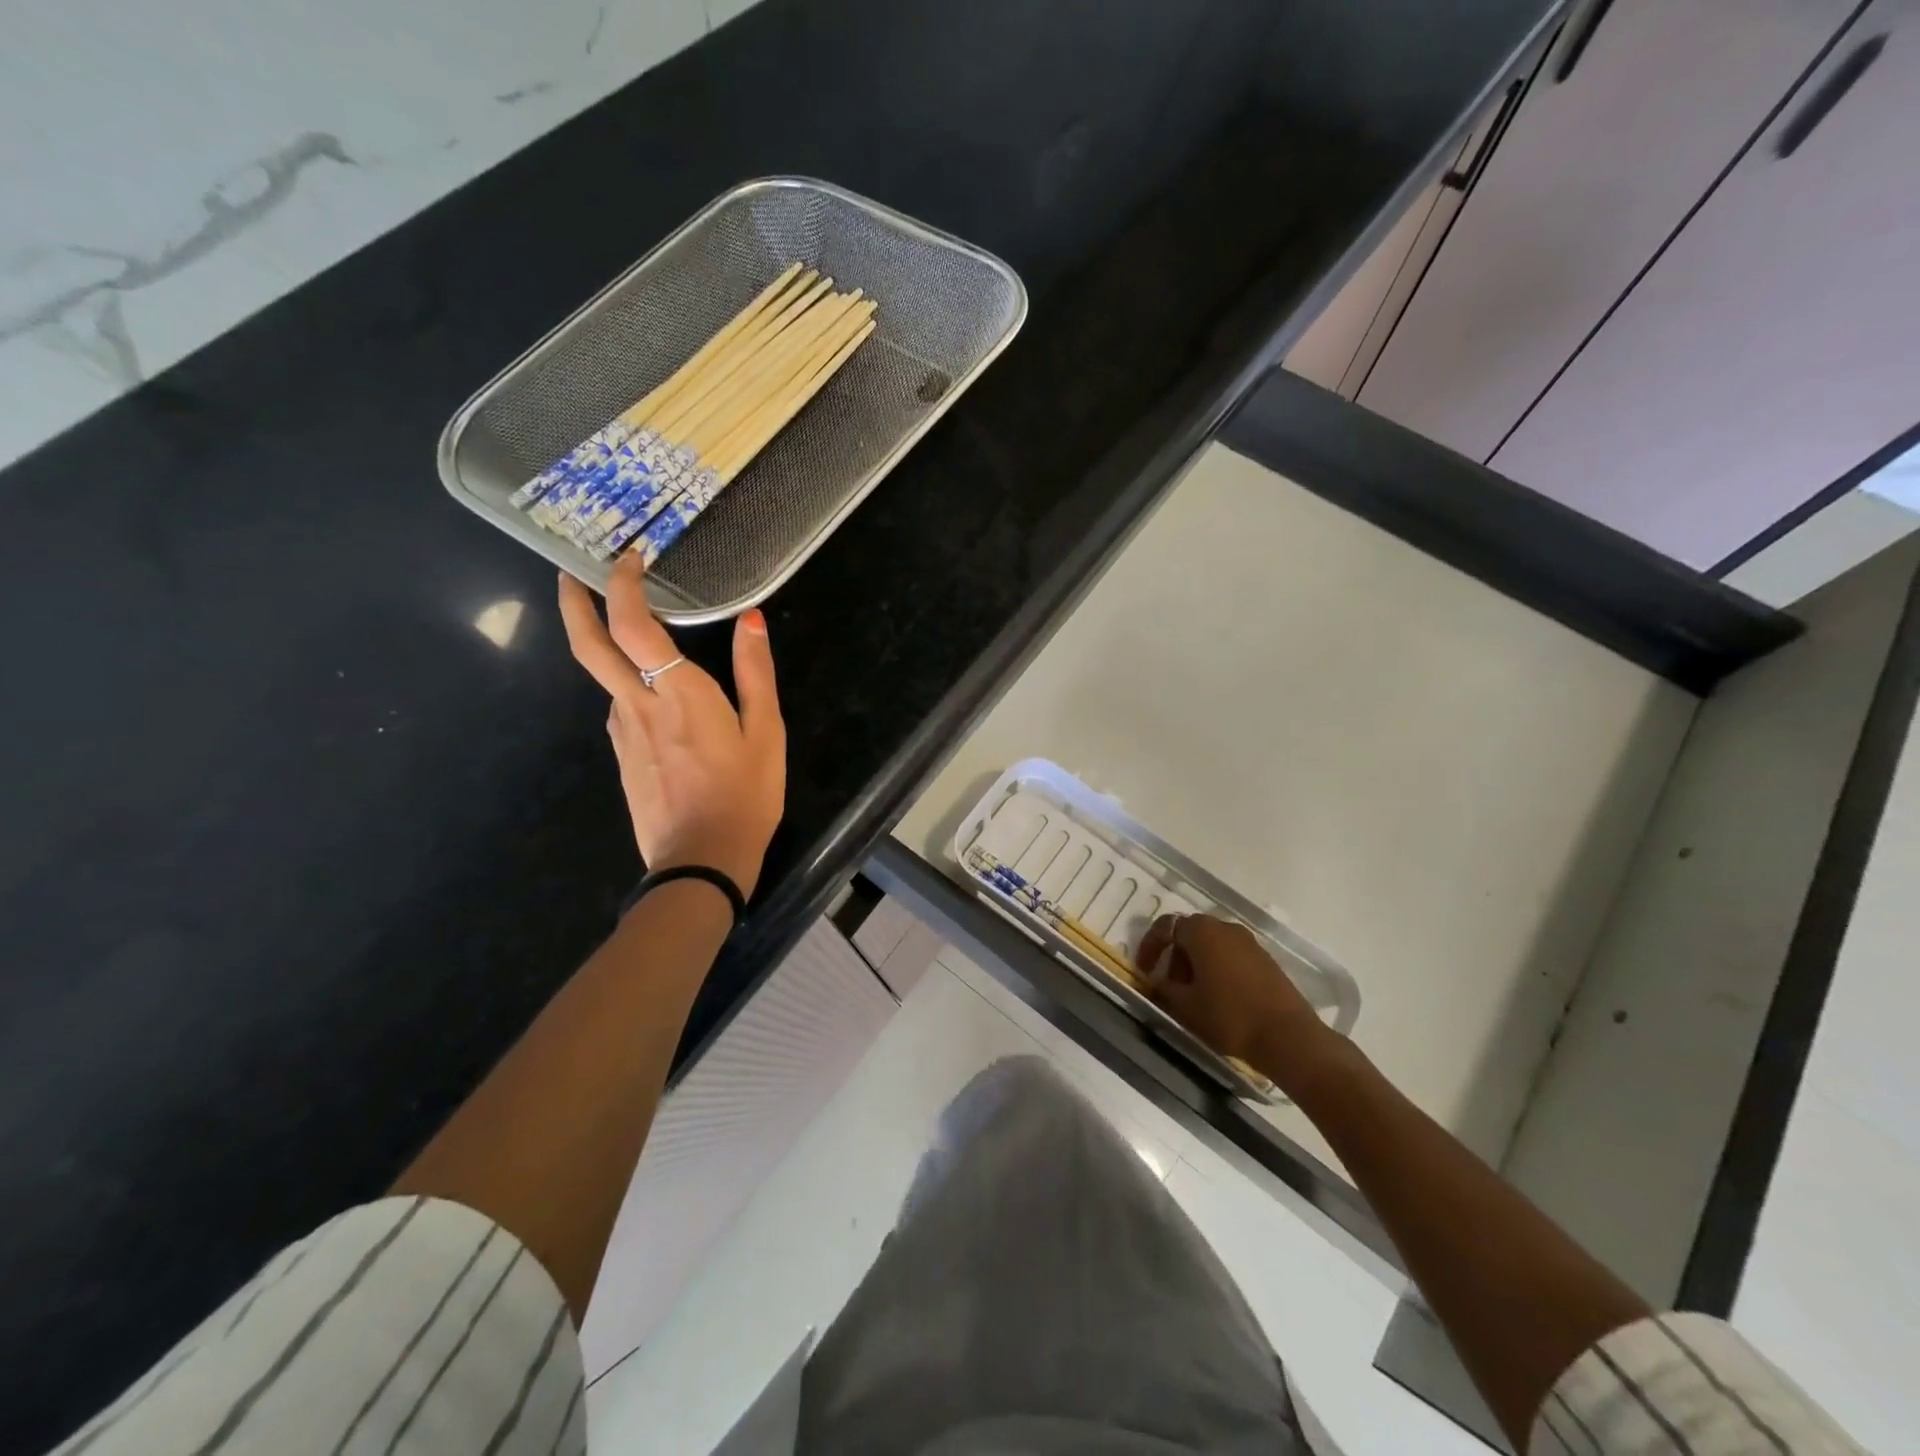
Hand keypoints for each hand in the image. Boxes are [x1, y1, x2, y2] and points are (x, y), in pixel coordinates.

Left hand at [557, 555, 785, 898]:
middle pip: (589, 645)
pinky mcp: (623, 757)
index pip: (632, 624)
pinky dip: (628, 687)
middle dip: (574, 603)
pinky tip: (656, 701)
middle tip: (570, 576)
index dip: (622, 585)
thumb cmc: (744, 795)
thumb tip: (751, 620)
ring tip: (633, 636)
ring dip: (607, 647)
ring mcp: (623, 733)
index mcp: (677, 692)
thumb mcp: (766, 732)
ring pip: (605, 679)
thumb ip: (755, 673)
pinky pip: (622, 710)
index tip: (628, 559)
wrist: (701, 861)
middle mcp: (638, 704)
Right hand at [1136, 914, 1339, 1093]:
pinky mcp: (1266, 960)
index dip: (1150, 947)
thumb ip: (1164, 988)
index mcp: (1202, 932)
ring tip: (1194, 995)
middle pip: (1190, 933)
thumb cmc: (1229, 1017)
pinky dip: (1218, 969)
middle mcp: (1225, 928)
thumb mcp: (1185, 1006)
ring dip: (1197, 963)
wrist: (1289, 1037)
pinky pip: (1232, 956)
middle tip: (1170, 985)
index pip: (1166, 927)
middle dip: (1175, 956)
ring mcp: (1250, 943)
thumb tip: (1157, 980)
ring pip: (1212, 945)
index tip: (1144, 971)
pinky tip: (1219, 997)